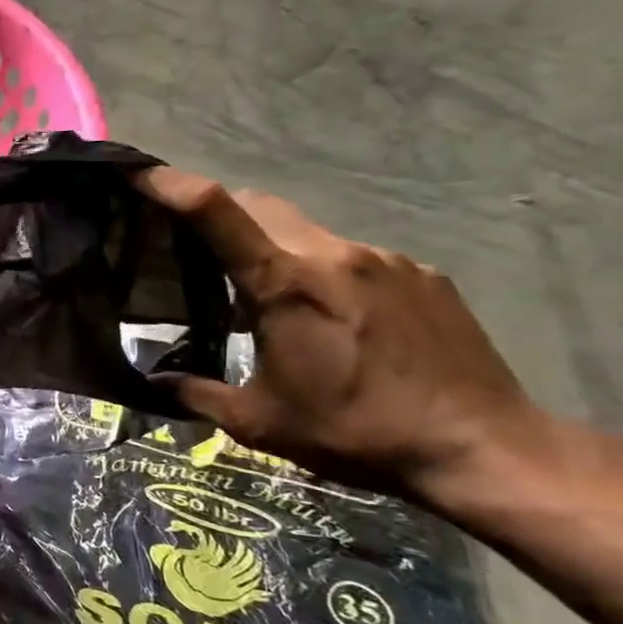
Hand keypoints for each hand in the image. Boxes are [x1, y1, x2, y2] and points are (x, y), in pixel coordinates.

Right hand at [138, 168, 550, 501]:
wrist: (484, 449)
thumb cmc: (355, 433)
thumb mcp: (258, 423)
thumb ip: (196, 393)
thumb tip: (153, 383)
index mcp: (285, 284)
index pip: (218, 211)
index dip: (173, 186)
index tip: (139, 174)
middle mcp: (334, 255)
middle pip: (260, 205)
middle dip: (219, 213)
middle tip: (193, 246)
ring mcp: (385, 260)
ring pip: (307, 230)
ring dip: (275, 247)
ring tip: (269, 296)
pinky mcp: (422, 274)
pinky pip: (353, 256)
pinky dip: (325, 271)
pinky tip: (333, 317)